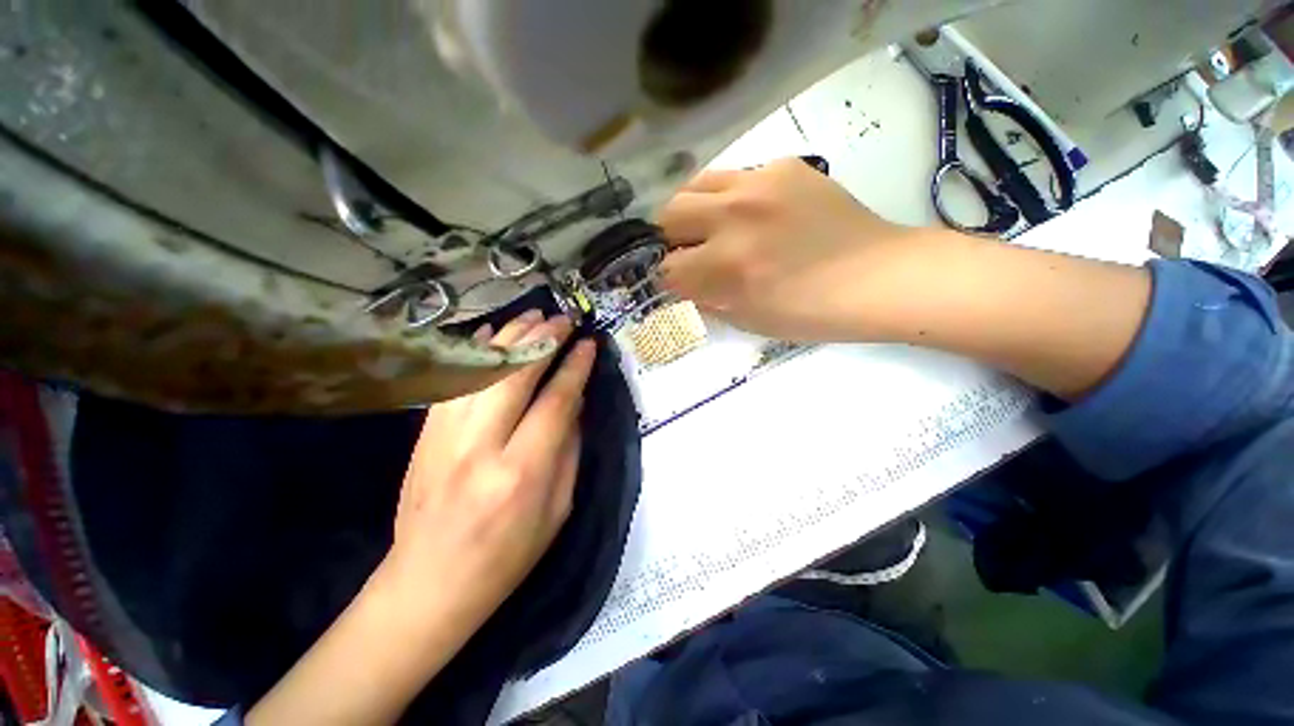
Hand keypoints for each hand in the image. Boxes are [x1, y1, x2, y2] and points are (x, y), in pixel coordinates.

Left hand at [375, 309, 595, 636]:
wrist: (429, 583)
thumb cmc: (508, 555)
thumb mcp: (559, 509)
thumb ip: (569, 449)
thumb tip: (574, 399)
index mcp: (521, 473)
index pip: (555, 402)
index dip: (575, 368)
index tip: (588, 344)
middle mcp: (480, 447)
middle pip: (515, 375)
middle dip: (543, 339)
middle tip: (563, 319)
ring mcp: (444, 437)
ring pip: (480, 369)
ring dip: (511, 337)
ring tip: (535, 317)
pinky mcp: (425, 434)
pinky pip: (452, 380)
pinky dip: (474, 351)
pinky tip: (492, 333)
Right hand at [657, 157, 930, 341]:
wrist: (877, 277)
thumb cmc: (811, 312)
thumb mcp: (748, 320)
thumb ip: (708, 300)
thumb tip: (685, 285)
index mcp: (726, 265)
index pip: (669, 267)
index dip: (671, 279)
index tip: (682, 282)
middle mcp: (734, 216)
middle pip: (668, 214)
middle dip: (670, 238)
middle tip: (689, 250)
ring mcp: (759, 184)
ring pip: (694, 184)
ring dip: (692, 210)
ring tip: (709, 226)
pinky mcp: (783, 167)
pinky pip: (734, 176)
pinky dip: (728, 198)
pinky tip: (750, 213)